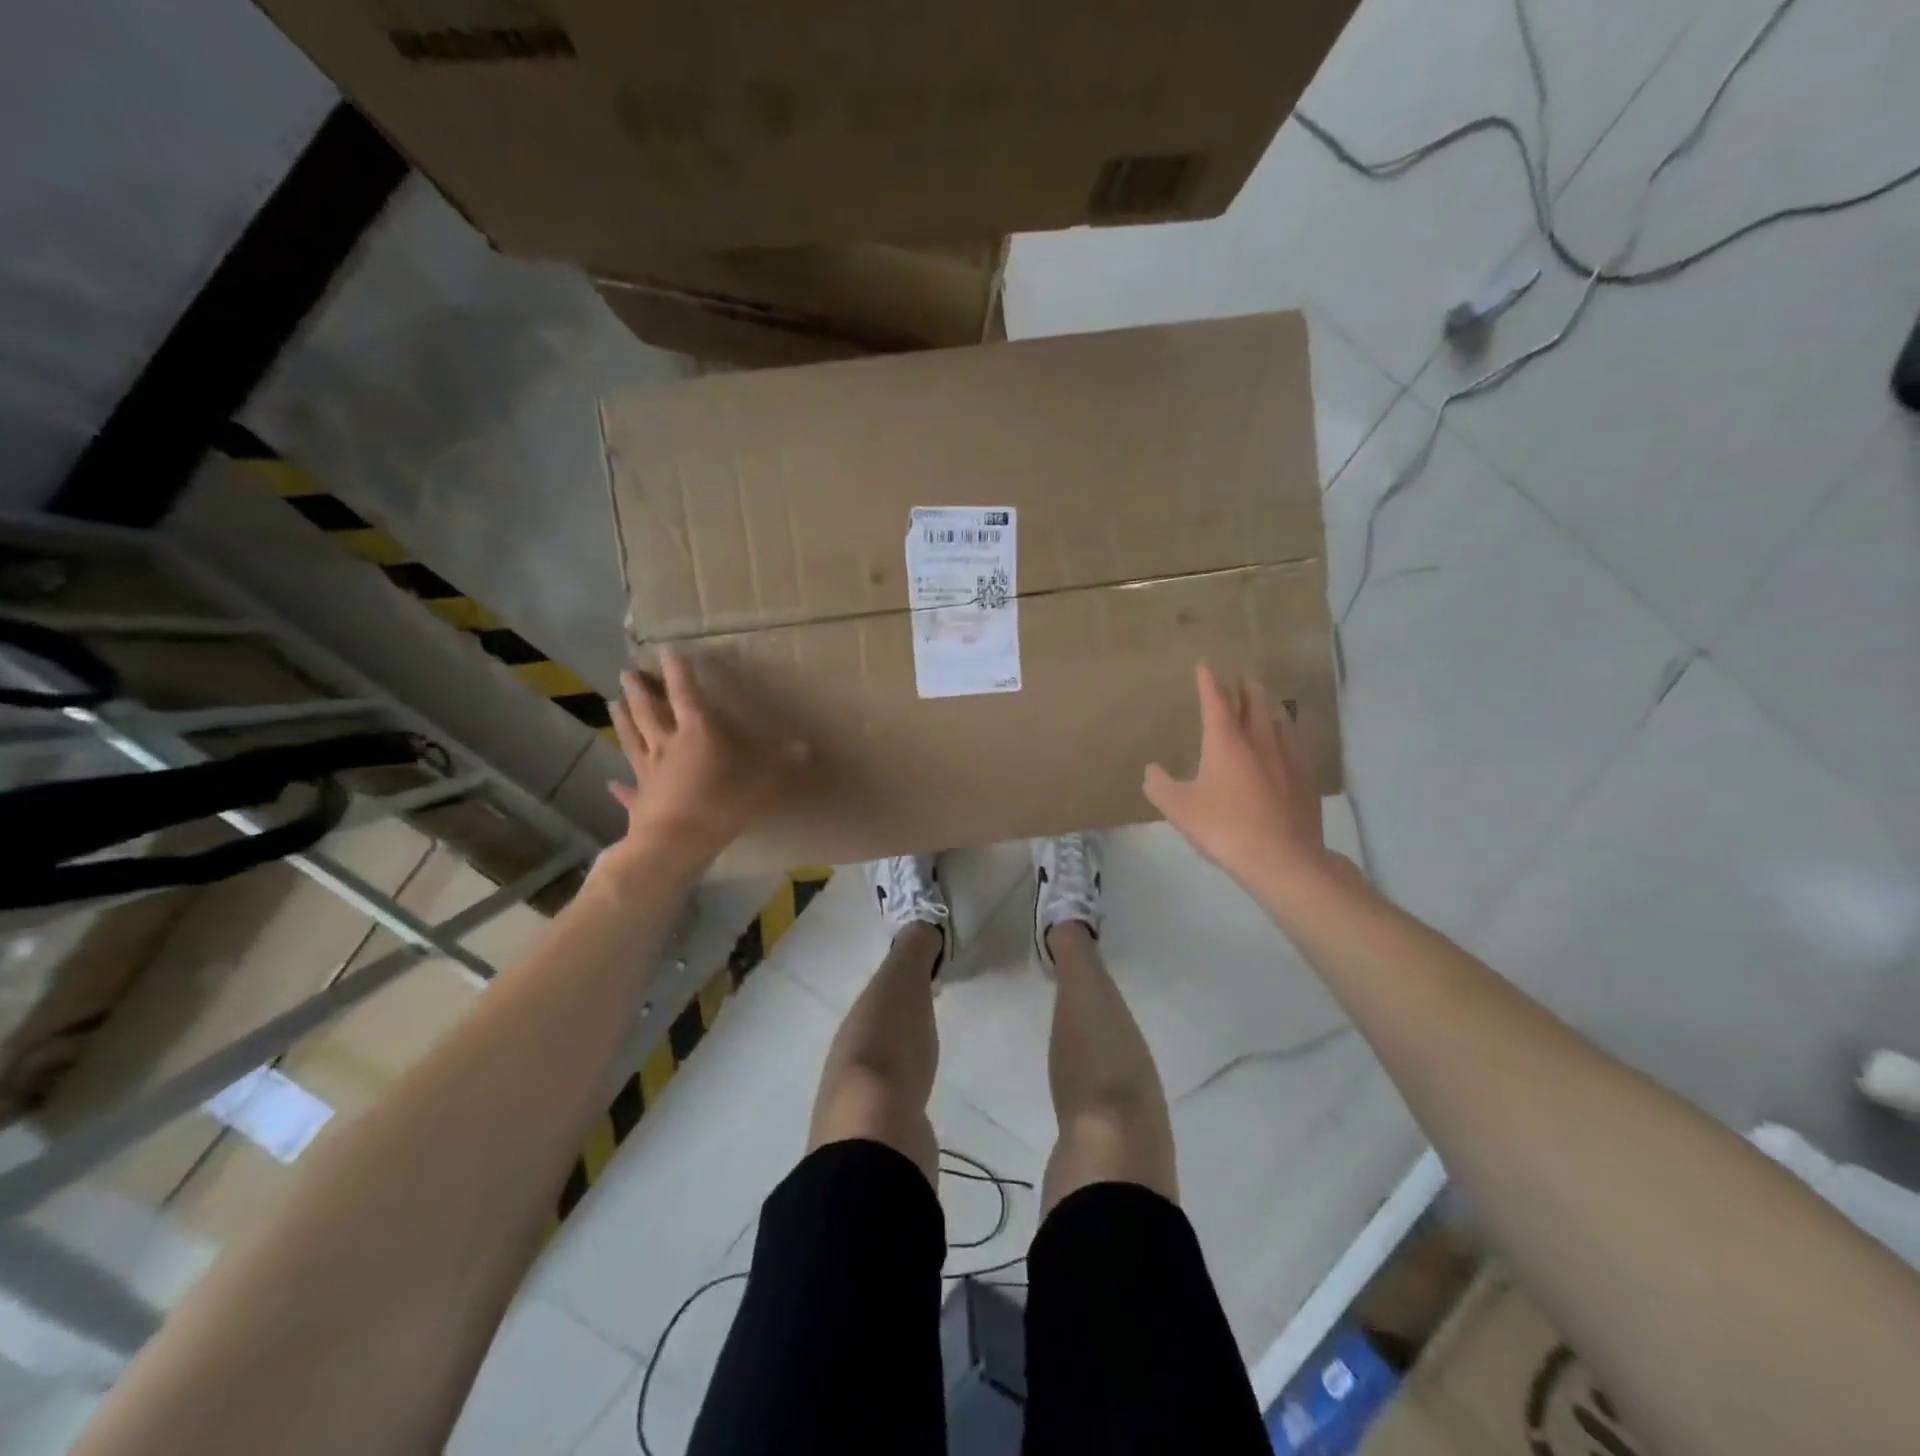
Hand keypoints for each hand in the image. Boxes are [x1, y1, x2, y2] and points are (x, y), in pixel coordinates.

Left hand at [604, 649, 806, 875]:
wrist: (674, 846)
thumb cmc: (719, 806)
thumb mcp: (761, 782)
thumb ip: (781, 763)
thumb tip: (805, 747)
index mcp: (696, 734)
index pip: (685, 694)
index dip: (677, 671)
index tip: (666, 650)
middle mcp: (666, 745)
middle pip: (648, 712)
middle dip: (640, 690)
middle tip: (627, 672)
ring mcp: (648, 772)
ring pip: (631, 739)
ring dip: (622, 719)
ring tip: (613, 701)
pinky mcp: (639, 799)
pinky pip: (628, 789)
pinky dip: (619, 786)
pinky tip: (611, 782)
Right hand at [1144, 662, 1339, 897]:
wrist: (1282, 858)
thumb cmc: (1223, 827)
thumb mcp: (1178, 809)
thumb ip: (1159, 786)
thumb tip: (1151, 770)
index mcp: (1226, 742)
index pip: (1215, 701)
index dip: (1208, 681)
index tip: (1205, 665)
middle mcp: (1259, 740)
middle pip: (1254, 702)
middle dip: (1245, 687)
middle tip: (1240, 679)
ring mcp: (1288, 758)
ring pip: (1279, 720)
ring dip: (1269, 707)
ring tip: (1265, 705)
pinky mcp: (1306, 778)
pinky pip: (1296, 745)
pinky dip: (1287, 734)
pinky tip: (1287, 745)